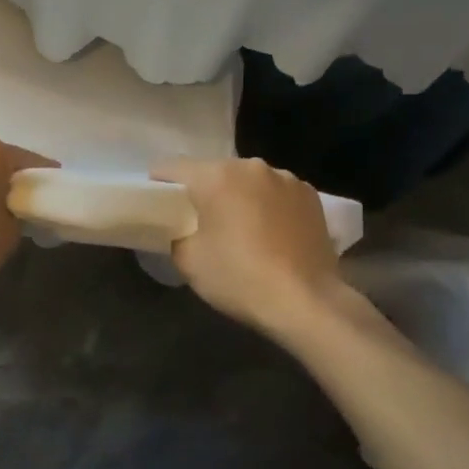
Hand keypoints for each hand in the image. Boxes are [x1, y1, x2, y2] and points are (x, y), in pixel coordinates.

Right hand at [151, 157, 341, 335]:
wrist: (307, 302)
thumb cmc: (240, 278)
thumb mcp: (188, 260)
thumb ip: (174, 232)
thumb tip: (178, 226)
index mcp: (216, 176)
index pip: (172, 168)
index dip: (159, 186)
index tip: (159, 209)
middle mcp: (250, 166)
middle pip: (212, 171)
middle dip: (203, 192)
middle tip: (200, 224)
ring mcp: (285, 177)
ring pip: (246, 180)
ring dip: (238, 196)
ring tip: (242, 230)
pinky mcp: (309, 194)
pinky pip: (275, 192)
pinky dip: (268, 205)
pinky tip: (272, 233)